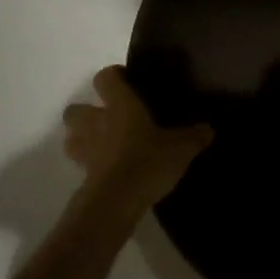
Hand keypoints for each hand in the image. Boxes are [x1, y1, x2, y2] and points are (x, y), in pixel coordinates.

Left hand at [64, 66, 214, 216]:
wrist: (116, 202)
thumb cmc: (148, 161)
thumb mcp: (181, 148)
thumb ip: (195, 136)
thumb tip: (208, 129)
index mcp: (120, 105)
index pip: (105, 78)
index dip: (113, 76)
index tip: (126, 81)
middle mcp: (96, 122)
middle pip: (74, 109)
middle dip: (87, 111)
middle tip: (109, 117)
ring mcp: (85, 150)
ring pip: (71, 137)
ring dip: (81, 138)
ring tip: (102, 144)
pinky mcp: (81, 176)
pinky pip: (80, 164)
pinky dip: (89, 165)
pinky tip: (108, 171)